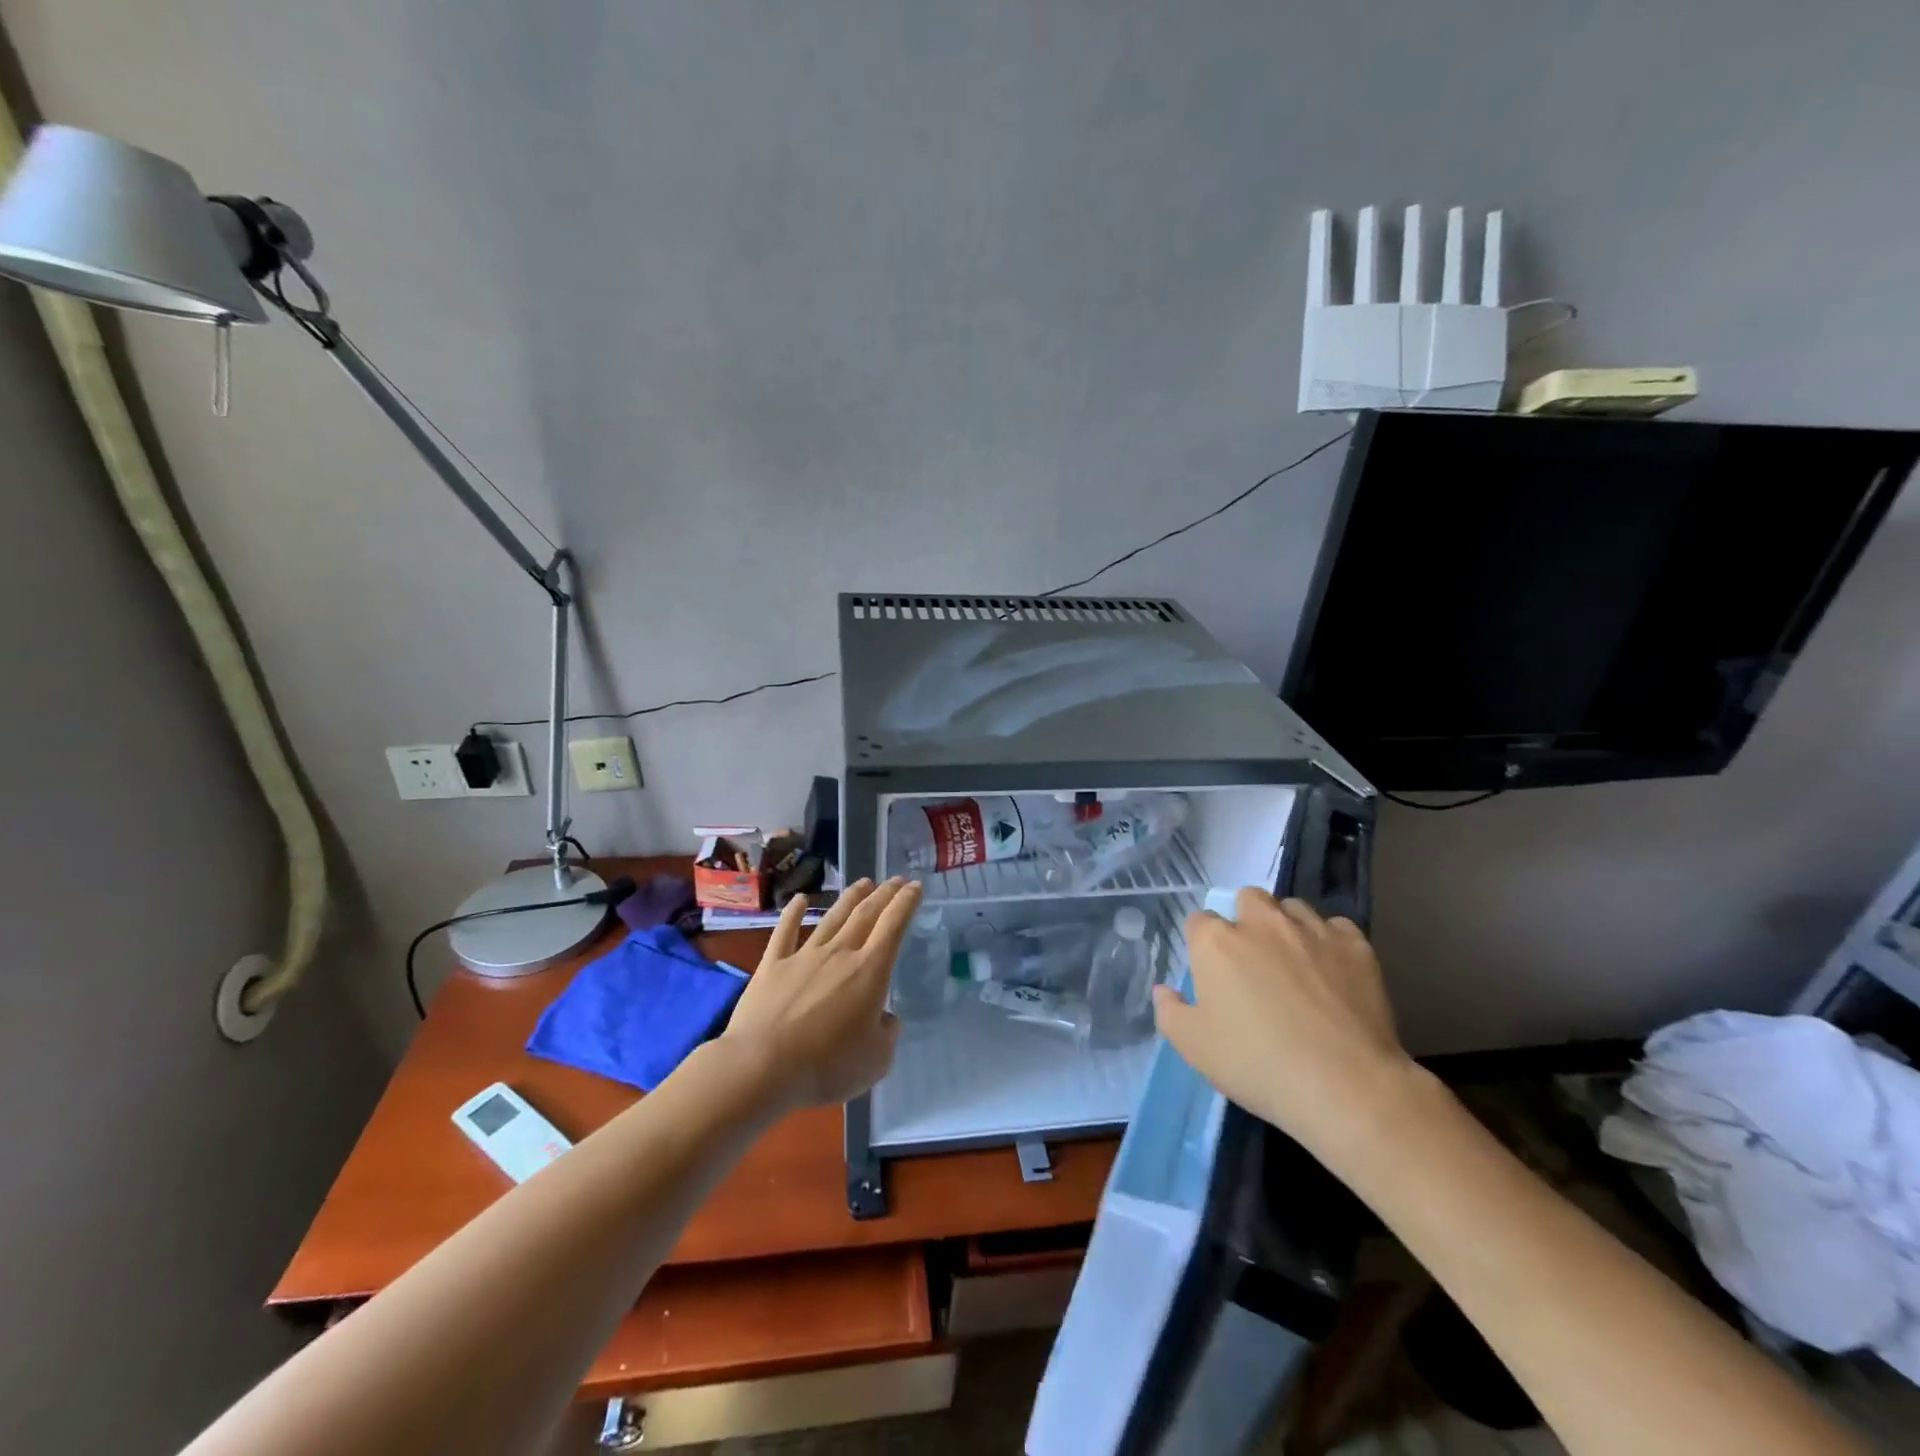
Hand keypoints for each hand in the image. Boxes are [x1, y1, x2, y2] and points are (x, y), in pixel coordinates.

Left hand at [720, 877, 919, 1110]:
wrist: (762, 1066)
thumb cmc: (827, 1066)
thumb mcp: (876, 1060)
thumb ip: (887, 1035)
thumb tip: (886, 1018)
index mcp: (869, 971)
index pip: (893, 926)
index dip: (905, 903)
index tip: (914, 886)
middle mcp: (839, 954)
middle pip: (865, 915)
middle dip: (883, 894)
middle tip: (895, 880)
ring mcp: (803, 956)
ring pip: (832, 918)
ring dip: (849, 898)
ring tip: (863, 883)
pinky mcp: (772, 966)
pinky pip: (785, 933)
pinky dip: (793, 914)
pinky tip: (799, 900)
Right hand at [1151, 890, 1423, 1163]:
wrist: (1343, 1085)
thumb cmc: (1256, 1064)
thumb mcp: (1194, 1047)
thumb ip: (1170, 1012)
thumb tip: (1164, 991)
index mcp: (1216, 942)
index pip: (1199, 920)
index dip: (1203, 943)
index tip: (1211, 971)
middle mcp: (1261, 923)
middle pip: (1248, 898)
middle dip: (1246, 918)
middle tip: (1252, 959)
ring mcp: (1311, 930)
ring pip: (1293, 908)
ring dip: (1287, 925)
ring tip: (1294, 962)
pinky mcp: (1355, 946)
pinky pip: (1336, 928)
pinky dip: (1330, 942)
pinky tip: (1333, 971)